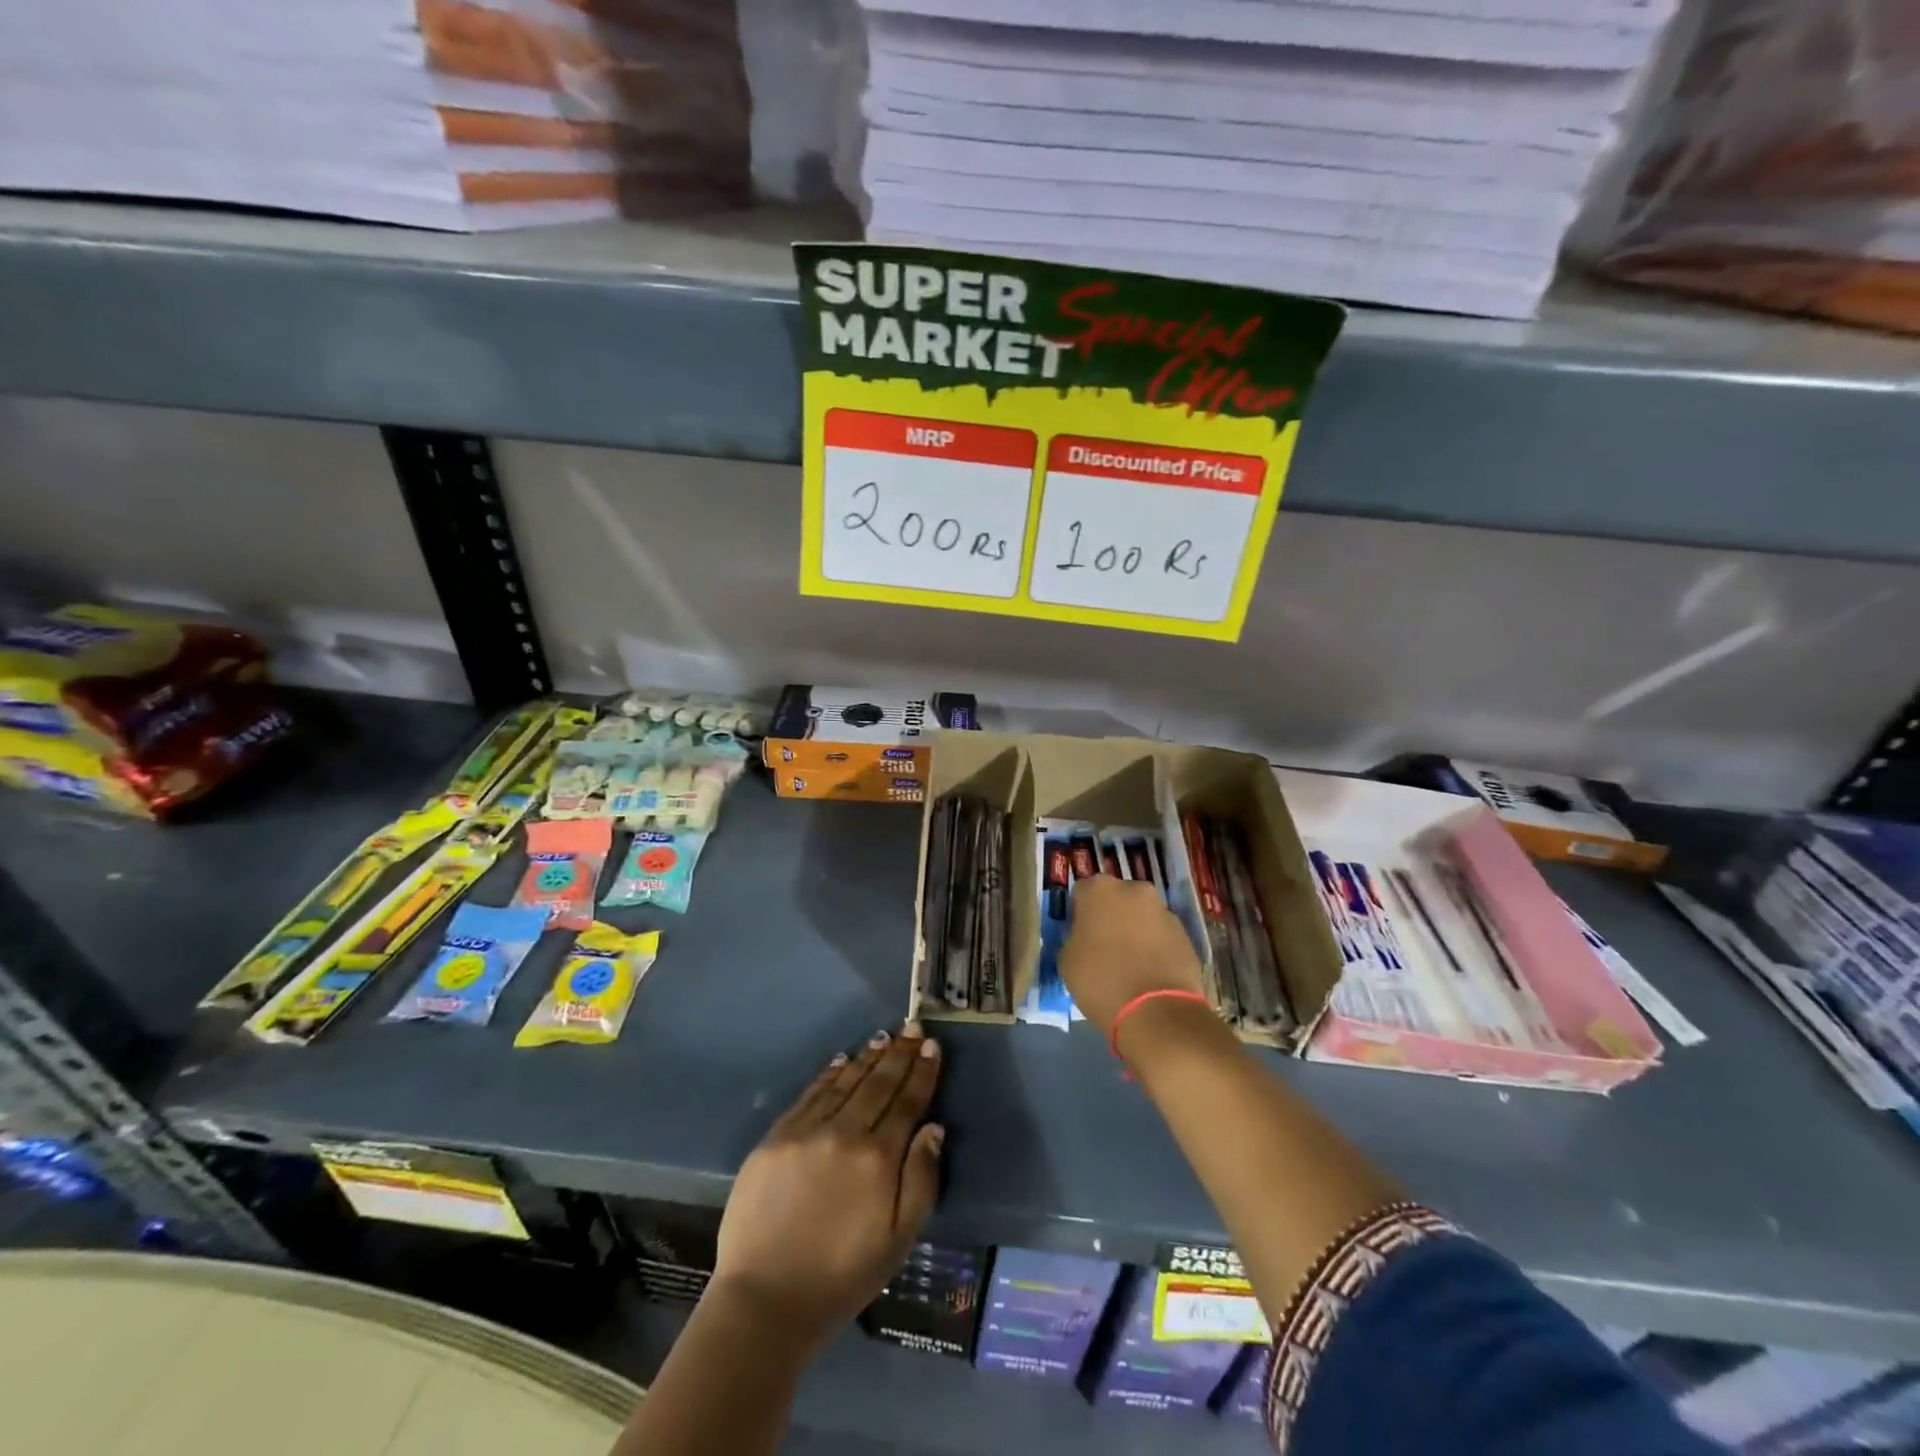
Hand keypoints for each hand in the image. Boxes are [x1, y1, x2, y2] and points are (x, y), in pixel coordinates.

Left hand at [712, 1024, 943, 1345]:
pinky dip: (830, 1074)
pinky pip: (810, 1094)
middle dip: (899, 1054)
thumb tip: (933, 1127)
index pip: (907, 1103)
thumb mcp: (899, 1240)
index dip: (922, 1072)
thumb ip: (921, 1179)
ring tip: (883, 1038)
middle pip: (878, 1084)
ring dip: (867, 1058)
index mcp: (878, 1159)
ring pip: (845, 1083)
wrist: (766, 1299)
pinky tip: (841, 1061)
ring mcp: (807, 1131)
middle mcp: (845, 1133)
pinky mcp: (776, 1137)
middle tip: (912, 1027)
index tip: (931, 1045)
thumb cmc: (842, 1275)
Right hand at [1059, 875, 1205, 1035]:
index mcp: (1099, 889)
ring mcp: (1163, 909)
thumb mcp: (1067, 960)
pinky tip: (1149, 972)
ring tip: (1129, 963)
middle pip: (1115, 898)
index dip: (1079, 915)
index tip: (1079, 936)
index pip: (1082, 893)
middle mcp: (1133, 889)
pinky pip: (1161, 934)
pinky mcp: (1185, 933)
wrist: (1156, 1011)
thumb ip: (1074, 937)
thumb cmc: (1101, 981)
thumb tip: (1085, 937)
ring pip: (1141, 915)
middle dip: (1110, 917)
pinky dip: (1154, 946)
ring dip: (1134, 930)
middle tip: (1104, 947)